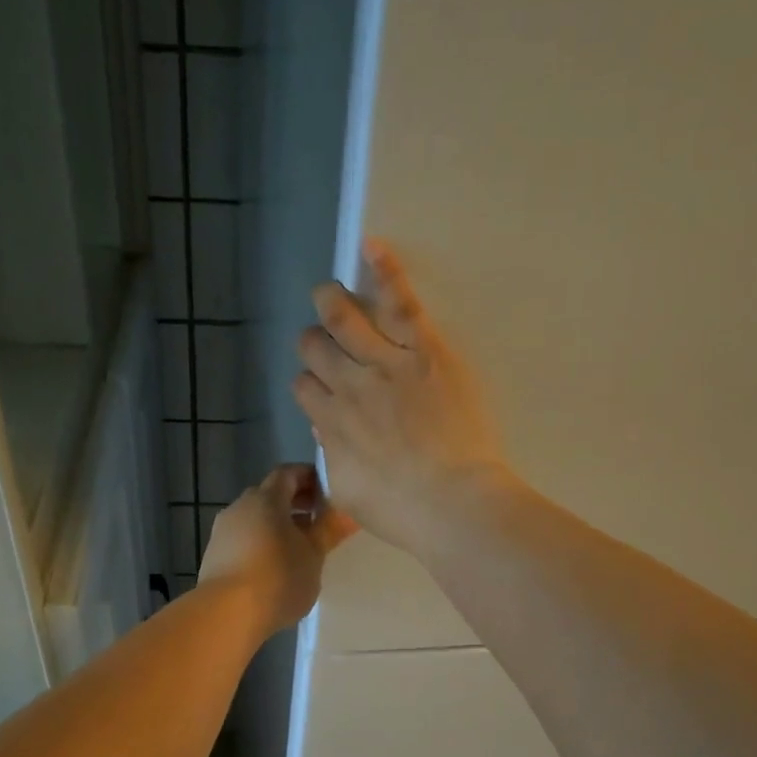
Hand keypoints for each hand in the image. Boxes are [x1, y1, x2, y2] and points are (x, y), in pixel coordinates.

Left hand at [199, 464, 356, 636]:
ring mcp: (222, 531)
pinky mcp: (213, 555)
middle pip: (269, 495)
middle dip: (295, 503)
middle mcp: (240, 506)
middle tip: (319, 519)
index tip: (329, 491)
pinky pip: (242, 539)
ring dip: (276, 525)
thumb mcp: (313, 555)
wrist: (226, 614)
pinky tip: (273, 566)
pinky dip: (260, 543)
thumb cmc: (278, 577)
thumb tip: (348, 512)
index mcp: (266, 498)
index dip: (309, 477)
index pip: (288, 473)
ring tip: (299, 547)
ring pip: (254, 518)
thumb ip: (330, 530)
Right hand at [292, 240, 507, 553]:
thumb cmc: (401, 510)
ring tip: (328, 292)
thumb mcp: (348, 492)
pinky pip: (400, 303)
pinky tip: (371, 247)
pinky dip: (385, 271)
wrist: (452, 502)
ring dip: (331, 302)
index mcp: (330, 422)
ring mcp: (385, 363)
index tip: (323, 390)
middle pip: (316, 348)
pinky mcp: (424, 350)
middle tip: (326, 342)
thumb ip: (332, 457)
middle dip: (315, 342)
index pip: (304, 386)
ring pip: (345, 319)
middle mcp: (348, 385)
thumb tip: (325, 429)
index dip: (310, 384)